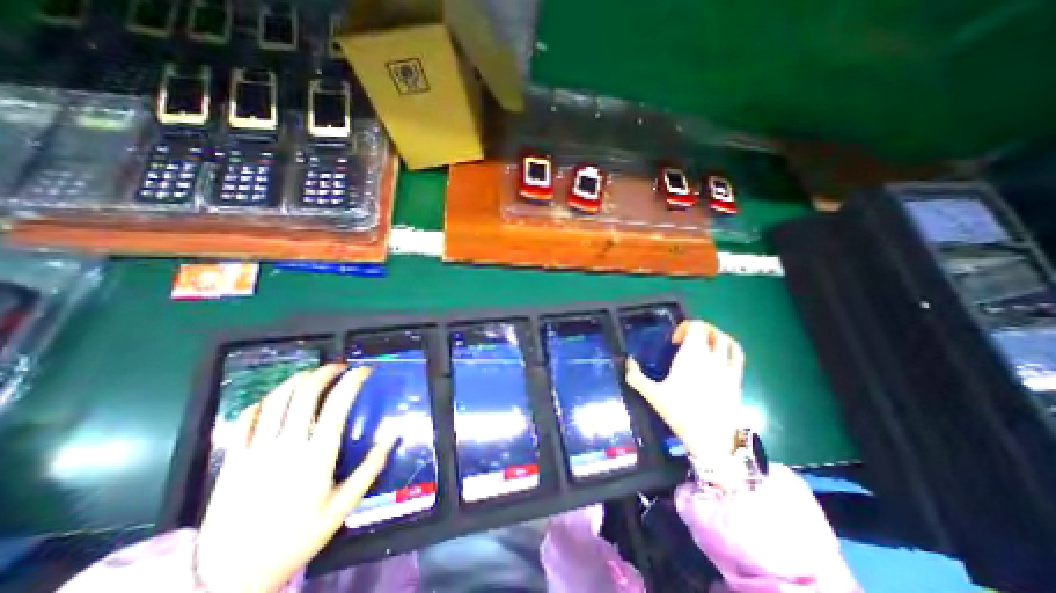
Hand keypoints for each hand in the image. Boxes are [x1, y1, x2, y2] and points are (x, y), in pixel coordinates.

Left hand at [194, 365, 397, 590]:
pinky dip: (262, 402)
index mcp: (317, 456)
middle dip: (324, 372)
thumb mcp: (342, 508)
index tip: (363, 371)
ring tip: (311, 375)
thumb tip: (393, 437)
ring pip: (275, 400)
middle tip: (338, 368)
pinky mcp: (232, 460)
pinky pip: (244, 420)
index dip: (352, 381)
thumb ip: (370, 469)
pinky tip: (275, 399)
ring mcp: (255, 452)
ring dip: (296, 380)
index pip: (337, 404)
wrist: (231, 577)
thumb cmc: (296, 538)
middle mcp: (287, 446)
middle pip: (305, 393)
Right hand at [620, 322, 745, 469]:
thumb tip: (628, 361)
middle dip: (699, 330)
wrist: (712, 439)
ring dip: (716, 336)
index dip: (685, 326)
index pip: (696, 326)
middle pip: (712, 331)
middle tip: (686, 341)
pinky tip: (719, 358)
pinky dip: (729, 349)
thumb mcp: (653, 395)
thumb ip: (636, 376)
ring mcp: (727, 368)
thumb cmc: (680, 413)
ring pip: (728, 341)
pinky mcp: (737, 380)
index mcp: (692, 355)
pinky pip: (738, 355)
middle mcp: (712, 357)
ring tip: (705, 345)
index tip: (674, 341)